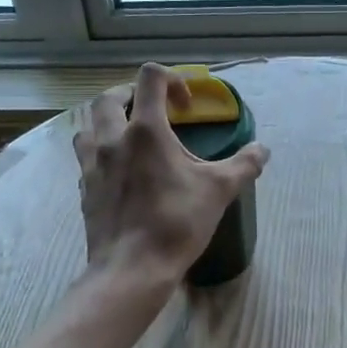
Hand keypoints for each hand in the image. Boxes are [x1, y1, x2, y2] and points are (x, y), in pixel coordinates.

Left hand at [74, 64, 270, 284]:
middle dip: (132, 94)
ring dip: (108, 122)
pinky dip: (101, 153)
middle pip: (109, 97)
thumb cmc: (176, 223)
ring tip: (130, 137)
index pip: (150, 78)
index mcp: (145, 130)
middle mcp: (112, 139)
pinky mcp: (84, 189)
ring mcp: (92, 165)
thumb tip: (263, 150)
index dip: (172, 80)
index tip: (187, 107)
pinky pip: (86, 158)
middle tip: (152, 110)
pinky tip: (120, 172)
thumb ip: (244, 165)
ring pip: (88, 126)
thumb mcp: (220, 191)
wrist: (132, 269)